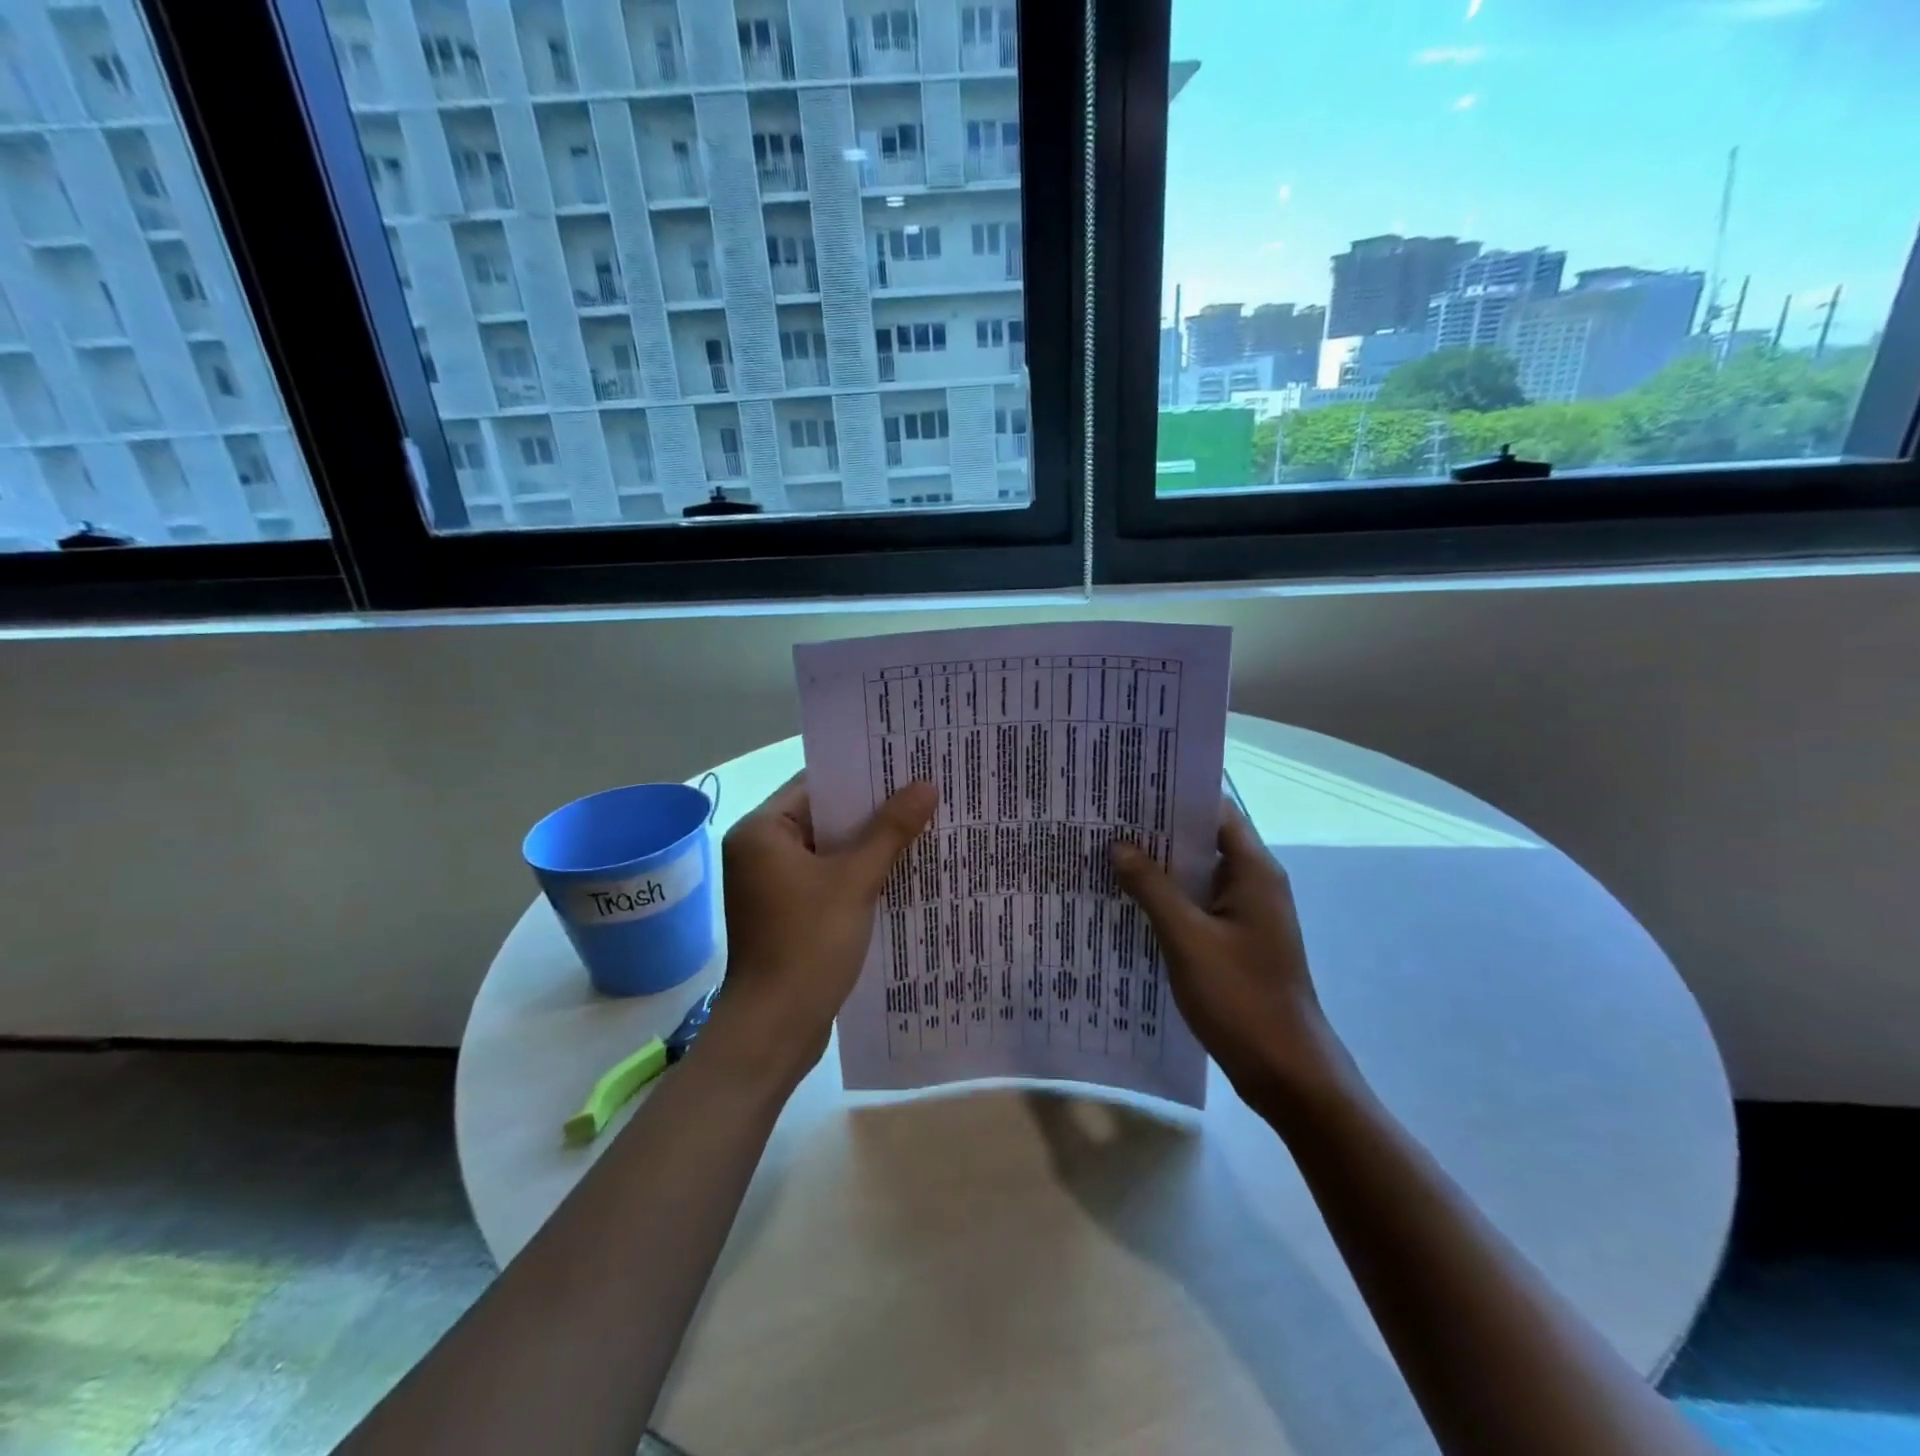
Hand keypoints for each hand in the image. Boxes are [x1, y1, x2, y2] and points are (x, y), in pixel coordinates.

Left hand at [709, 774, 937, 1088]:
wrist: (775, 1029)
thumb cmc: (808, 943)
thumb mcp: (855, 880)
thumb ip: (890, 831)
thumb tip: (926, 786)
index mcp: (762, 831)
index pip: (816, 785)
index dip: (862, 775)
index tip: (906, 766)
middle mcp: (760, 851)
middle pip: (823, 817)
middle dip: (872, 811)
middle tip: (924, 793)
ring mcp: (773, 885)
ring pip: (829, 850)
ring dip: (869, 844)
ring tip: (922, 826)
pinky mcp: (788, 913)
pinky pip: (828, 879)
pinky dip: (858, 874)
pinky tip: (900, 870)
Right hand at [1111, 799, 1350, 1116]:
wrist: (1286, 1070)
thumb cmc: (1241, 997)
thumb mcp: (1187, 938)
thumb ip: (1152, 888)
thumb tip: (1118, 845)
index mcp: (1253, 871)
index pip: (1215, 812)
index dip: (1176, 796)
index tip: (1131, 787)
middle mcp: (1253, 883)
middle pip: (1204, 840)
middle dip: (1159, 830)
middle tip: (1107, 817)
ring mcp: (1246, 914)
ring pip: (1197, 874)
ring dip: (1160, 865)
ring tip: (1108, 851)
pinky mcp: (1236, 941)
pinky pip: (1197, 904)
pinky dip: (1168, 897)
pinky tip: (1129, 900)